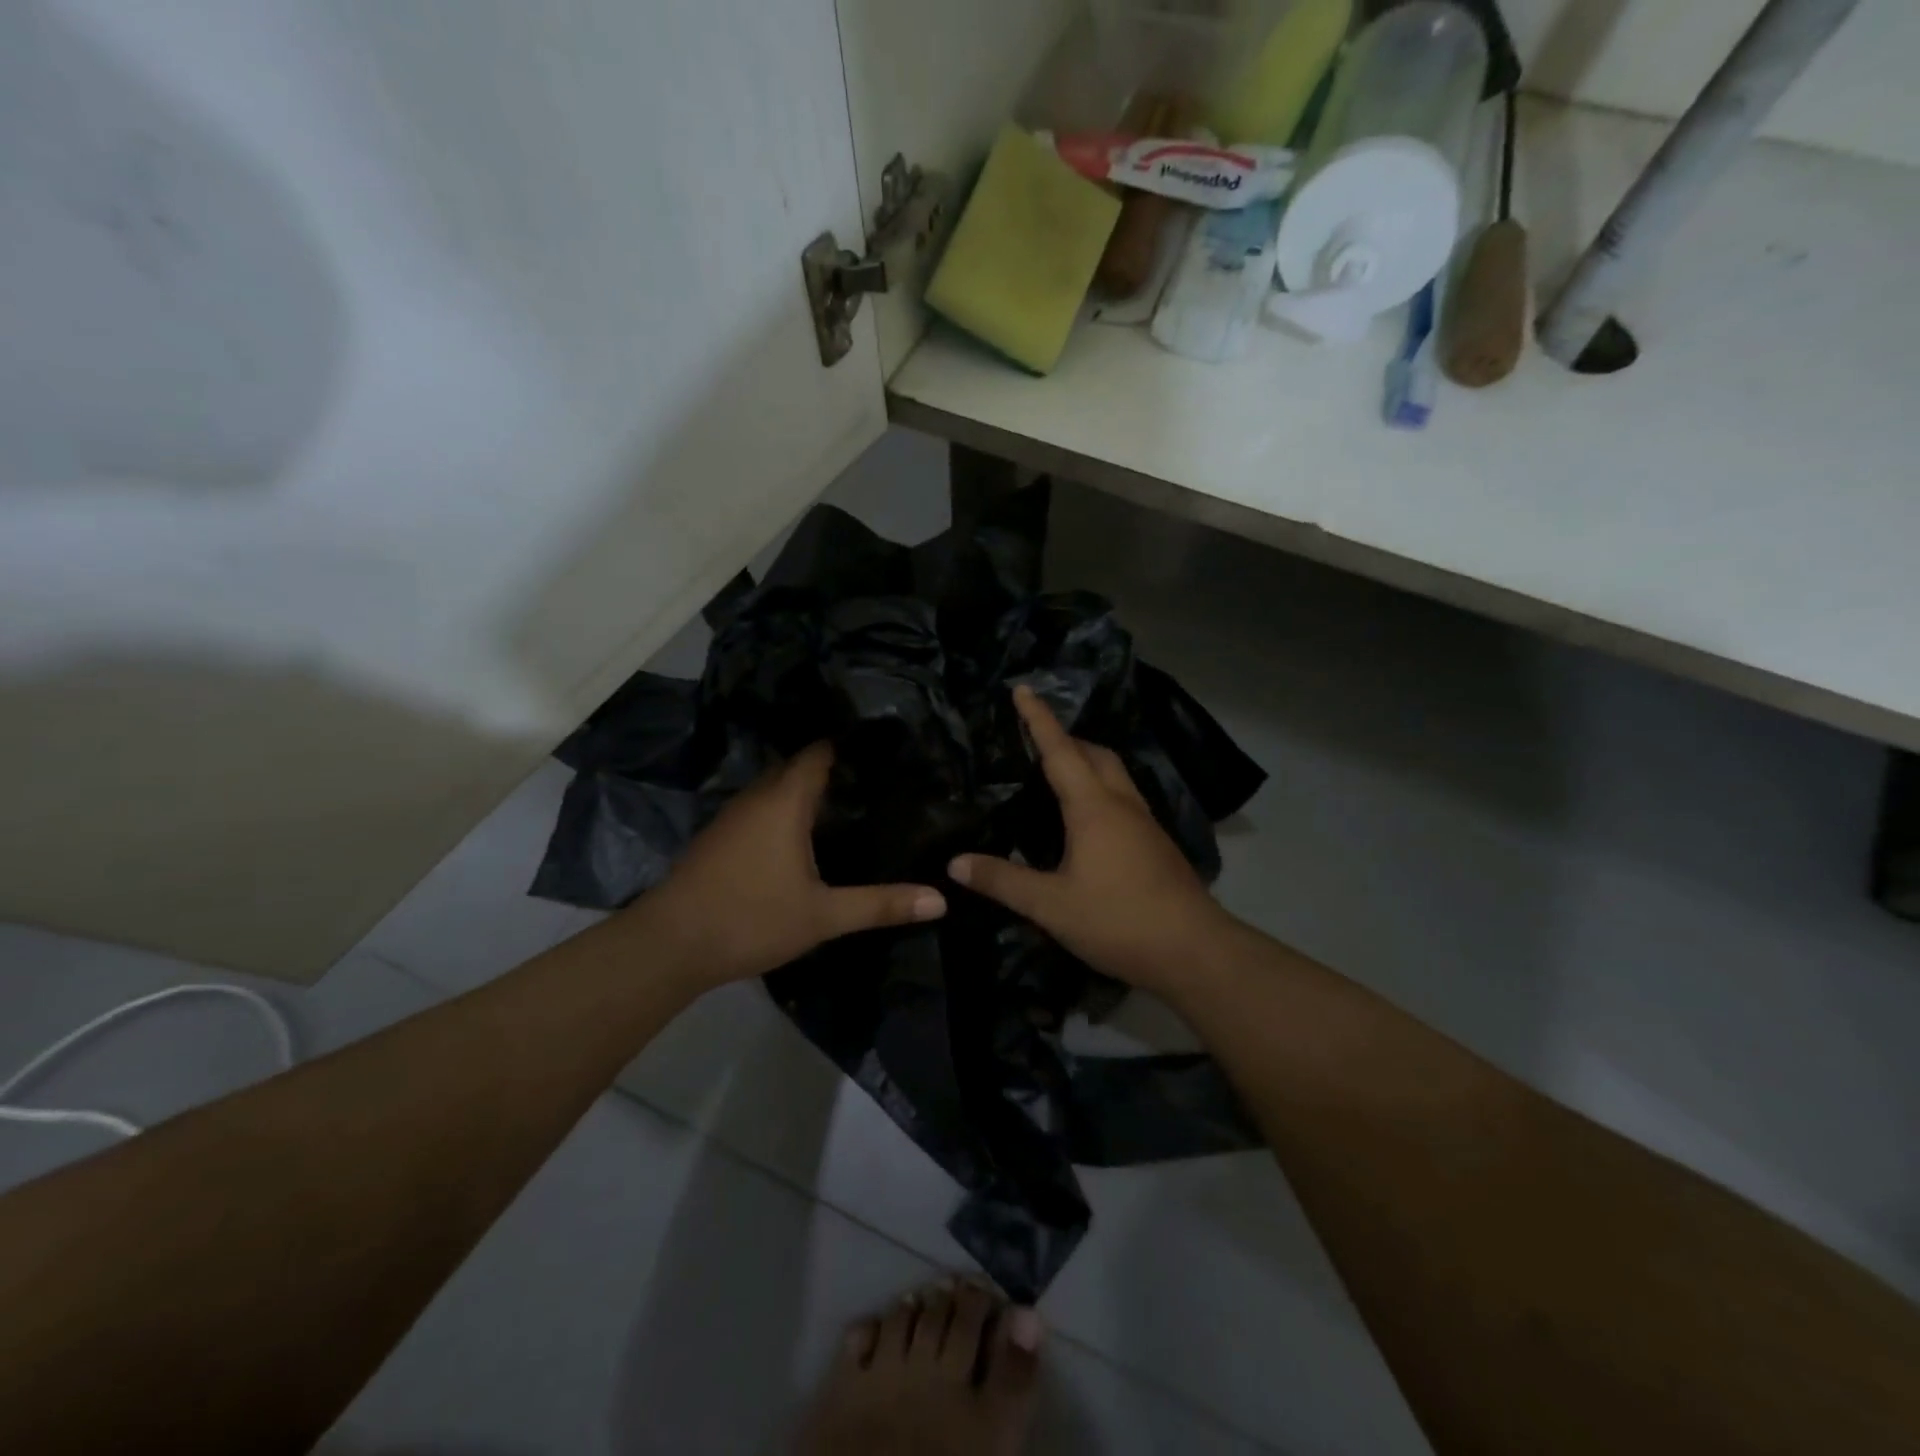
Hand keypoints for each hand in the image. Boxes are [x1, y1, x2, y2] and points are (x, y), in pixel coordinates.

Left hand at [634, 743, 946, 989]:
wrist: (669, 946)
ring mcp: (733, 816)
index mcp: (785, 801)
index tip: (885, 746)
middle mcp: (758, 796)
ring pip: (777, 787)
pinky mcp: (720, 837)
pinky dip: (786, 809)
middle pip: (799, 766)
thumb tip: (940, 900)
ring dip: (808, 789)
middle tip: (879, 775)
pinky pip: (762, 807)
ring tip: (852, 798)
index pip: (820, 751)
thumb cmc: (751, 919)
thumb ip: (881, 904)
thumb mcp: (823, 916)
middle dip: (835, 767)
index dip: (850, 743)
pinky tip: (806, 834)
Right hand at [950, 685, 1235, 993]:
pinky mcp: (1157, 845)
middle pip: (1095, 754)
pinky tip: (1087, 821)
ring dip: (1088, 762)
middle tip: (1035, 738)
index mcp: (1093, 807)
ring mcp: (1146, 824)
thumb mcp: (1050, 905)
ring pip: (1114, 776)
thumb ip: (1002, 881)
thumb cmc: (1118, 919)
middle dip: (1066, 738)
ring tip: (1058, 774)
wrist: (1194, 950)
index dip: (1039, 719)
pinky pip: (1123, 799)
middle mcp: (1122, 804)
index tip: (1024, 689)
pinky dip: (1100, 790)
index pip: (1061, 750)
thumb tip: (955, 862)